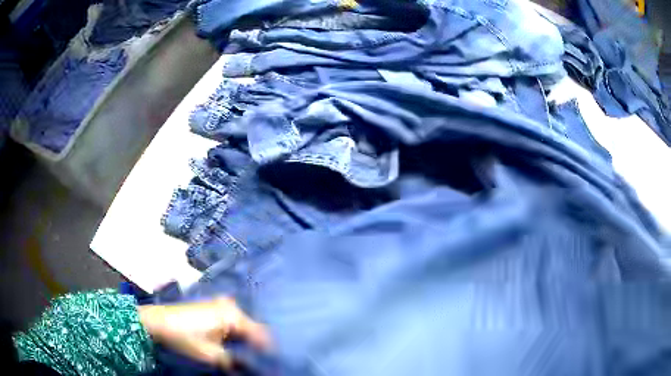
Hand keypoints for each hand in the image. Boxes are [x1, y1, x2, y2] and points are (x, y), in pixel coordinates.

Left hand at [138, 297, 270, 368]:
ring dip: (247, 339)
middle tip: (259, 361)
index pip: (260, 335)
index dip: (266, 351)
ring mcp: (220, 304)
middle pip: (253, 329)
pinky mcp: (212, 307)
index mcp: (233, 316)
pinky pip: (233, 321)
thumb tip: (250, 369)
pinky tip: (234, 344)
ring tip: (248, 354)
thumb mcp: (211, 355)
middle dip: (257, 345)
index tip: (270, 364)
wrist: (157, 322)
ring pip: (243, 325)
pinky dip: (236, 333)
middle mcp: (230, 306)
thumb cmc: (185, 338)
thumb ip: (234, 362)